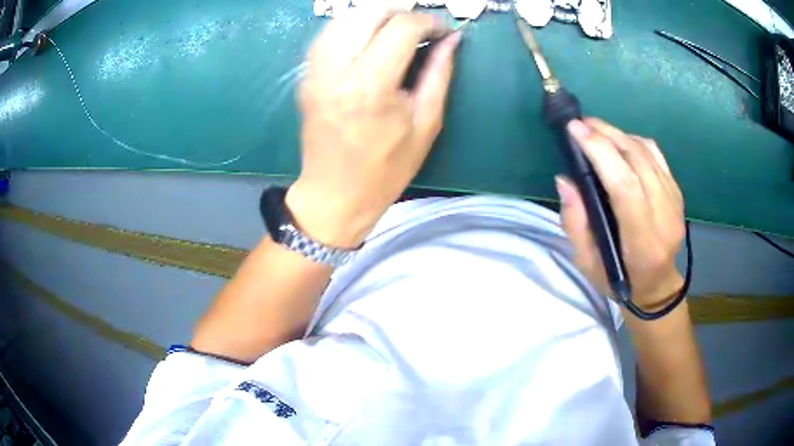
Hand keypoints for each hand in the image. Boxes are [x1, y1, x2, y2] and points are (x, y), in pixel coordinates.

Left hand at [285, 9, 460, 248]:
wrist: (335, 195)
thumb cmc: (385, 170)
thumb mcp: (426, 123)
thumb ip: (439, 73)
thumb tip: (452, 40)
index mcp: (371, 85)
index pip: (401, 28)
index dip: (428, 22)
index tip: (442, 31)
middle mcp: (336, 70)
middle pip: (367, 12)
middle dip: (400, 12)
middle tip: (419, 27)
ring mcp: (314, 72)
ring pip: (342, 19)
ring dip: (373, 16)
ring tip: (396, 30)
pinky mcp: (305, 77)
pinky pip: (327, 36)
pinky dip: (351, 27)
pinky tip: (368, 39)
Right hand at [557, 118, 685, 310]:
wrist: (657, 284)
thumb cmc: (618, 280)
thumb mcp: (587, 263)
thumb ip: (575, 223)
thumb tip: (565, 180)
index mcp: (642, 242)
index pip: (625, 186)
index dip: (601, 152)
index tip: (575, 130)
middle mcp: (665, 217)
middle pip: (637, 161)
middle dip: (606, 135)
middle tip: (581, 124)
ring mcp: (675, 202)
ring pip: (647, 152)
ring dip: (618, 134)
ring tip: (595, 130)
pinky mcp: (677, 192)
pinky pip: (656, 154)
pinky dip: (634, 141)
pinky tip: (619, 142)